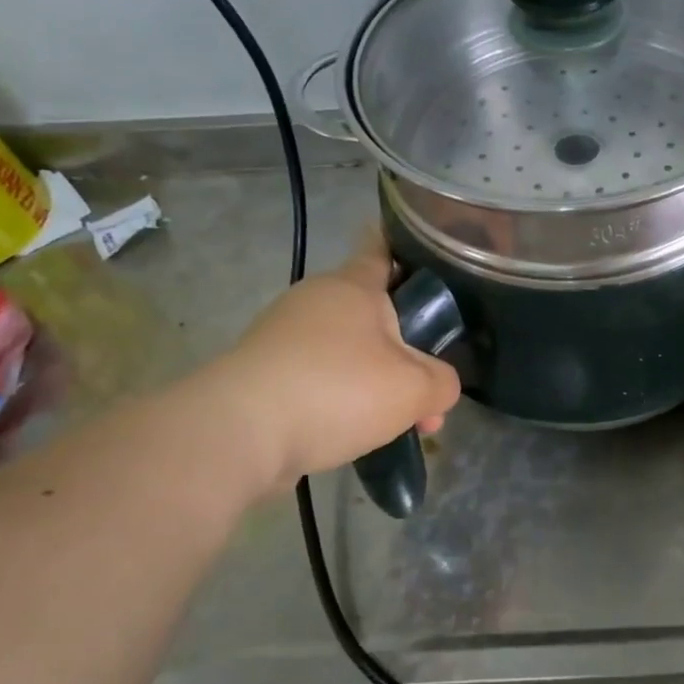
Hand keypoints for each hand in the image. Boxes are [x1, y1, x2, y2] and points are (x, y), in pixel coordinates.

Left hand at [200, 238, 461, 487]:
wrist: (240, 433)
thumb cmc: (338, 391)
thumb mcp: (415, 389)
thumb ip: (443, 383)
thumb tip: (439, 386)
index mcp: (353, 286)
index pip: (382, 249)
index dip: (407, 251)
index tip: (428, 261)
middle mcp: (315, 300)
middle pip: (372, 313)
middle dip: (405, 349)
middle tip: (430, 386)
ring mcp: (284, 337)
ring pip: (348, 351)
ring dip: (378, 382)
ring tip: (403, 425)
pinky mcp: (264, 373)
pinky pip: (320, 377)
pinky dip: (343, 399)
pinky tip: (360, 432)